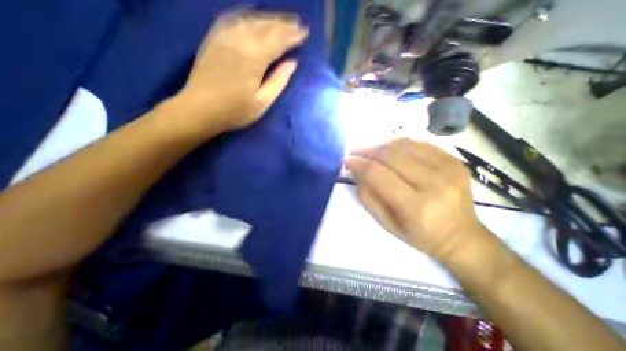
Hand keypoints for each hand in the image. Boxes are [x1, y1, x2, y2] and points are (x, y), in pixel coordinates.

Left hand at [171, 11, 308, 134]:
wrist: (199, 109)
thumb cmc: (235, 111)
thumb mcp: (262, 102)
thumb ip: (278, 81)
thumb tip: (292, 63)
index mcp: (253, 58)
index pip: (278, 40)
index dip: (293, 36)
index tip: (305, 33)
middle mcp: (239, 40)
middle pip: (266, 26)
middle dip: (284, 24)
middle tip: (298, 25)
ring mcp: (224, 36)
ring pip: (251, 19)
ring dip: (269, 19)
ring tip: (282, 21)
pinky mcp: (214, 37)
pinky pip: (234, 19)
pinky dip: (249, 17)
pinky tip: (255, 20)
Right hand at [345, 138, 485, 261]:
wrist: (461, 237)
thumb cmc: (419, 235)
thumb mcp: (386, 224)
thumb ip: (367, 197)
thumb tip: (356, 172)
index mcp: (415, 206)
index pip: (378, 174)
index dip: (359, 164)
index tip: (347, 160)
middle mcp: (434, 183)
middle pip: (391, 155)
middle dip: (367, 151)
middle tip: (355, 153)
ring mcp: (448, 168)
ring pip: (404, 145)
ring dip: (381, 146)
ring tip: (370, 152)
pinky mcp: (454, 160)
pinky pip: (419, 143)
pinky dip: (399, 144)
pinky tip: (390, 150)